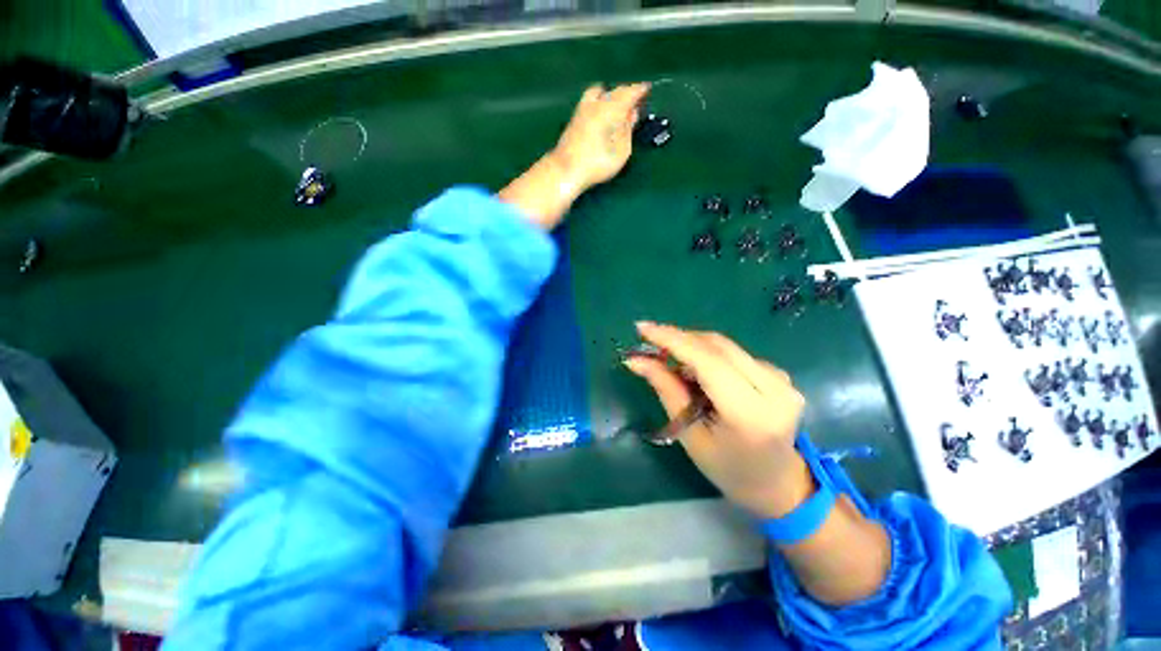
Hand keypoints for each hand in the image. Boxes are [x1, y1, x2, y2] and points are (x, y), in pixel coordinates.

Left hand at [552, 83, 650, 191]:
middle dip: (626, 93)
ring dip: (610, 95)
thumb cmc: (597, 163)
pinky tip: (602, 114)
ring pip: (599, 93)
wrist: (565, 170)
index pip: (629, 92)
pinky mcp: (574, 119)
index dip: (639, 90)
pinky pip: (591, 101)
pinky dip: (600, 102)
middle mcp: (596, 103)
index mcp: (611, 108)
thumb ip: (627, 131)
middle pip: (614, 91)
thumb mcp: (621, 151)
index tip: (648, 89)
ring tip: (617, 107)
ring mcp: (582, 109)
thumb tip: (632, 114)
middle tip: (634, 102)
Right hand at [624, 322, 812, 518]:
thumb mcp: (690, 435)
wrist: (776, 482)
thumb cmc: (727, 468)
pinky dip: (708, 355)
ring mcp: (782, 379)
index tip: (642, 328)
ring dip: (692, 347)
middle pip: (717, 346)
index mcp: (751, 414)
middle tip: (649, 343)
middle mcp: (775, 390)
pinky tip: (696, 372)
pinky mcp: (779, 373)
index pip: (708, 362)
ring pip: (724, 346)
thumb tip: (636, 360)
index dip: (672, 340)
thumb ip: (666, 390)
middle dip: (678, 339)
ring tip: (670, 363)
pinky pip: (733, 353)